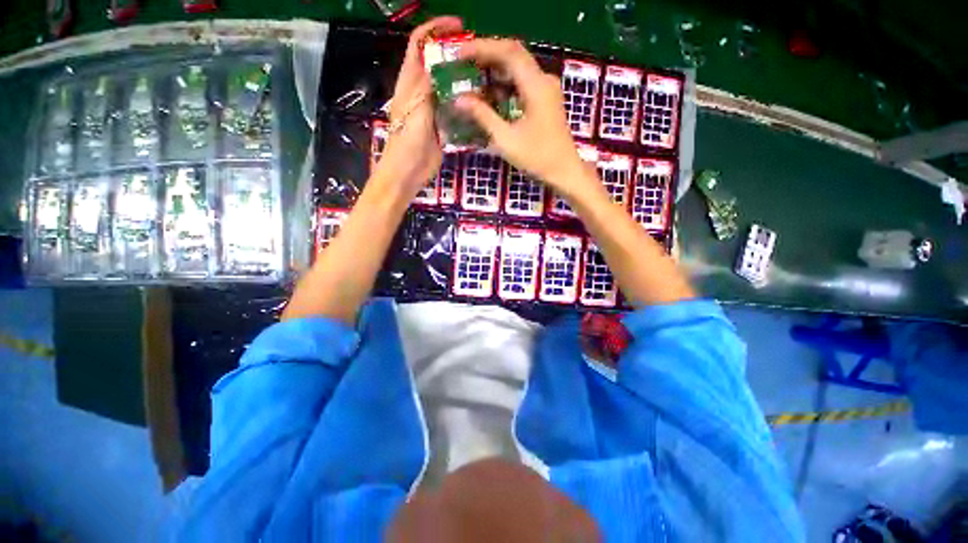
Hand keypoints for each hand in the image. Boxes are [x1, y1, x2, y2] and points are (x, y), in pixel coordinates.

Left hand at [377, 16, 463, 192]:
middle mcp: (421, 90)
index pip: (419, 44)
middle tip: (478, 54)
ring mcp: (432, 108)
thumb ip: (425, 86)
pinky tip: (479, 102)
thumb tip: (438, 62)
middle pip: (436, 63)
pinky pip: (454, 108)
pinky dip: (464, 102)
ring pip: (447, 86)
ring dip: (461, 78)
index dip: (435, 30)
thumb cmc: (407, 142)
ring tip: (483, 75)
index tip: (457, 27)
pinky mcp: (441, 124)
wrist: (408, 171)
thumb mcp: (415, 110)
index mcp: (409, 82)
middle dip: (453, 53)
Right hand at [454, 39, 591, 194]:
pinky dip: (505, 84)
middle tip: (463, 62)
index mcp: (536, 86)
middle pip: (513, 55)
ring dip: (495, 70)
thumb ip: (483, 116)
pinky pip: (523, 82)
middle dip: (486, 55)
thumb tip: (459, 100)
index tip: (459, 53)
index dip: (481, 48)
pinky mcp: (545, 100)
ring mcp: (546, 89)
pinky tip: (491, 94)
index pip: (508, 52)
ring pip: (518, 68)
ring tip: (472, 76)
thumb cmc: (537, 158)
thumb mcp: (506, 139)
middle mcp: (543, 80)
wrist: (564, 171)